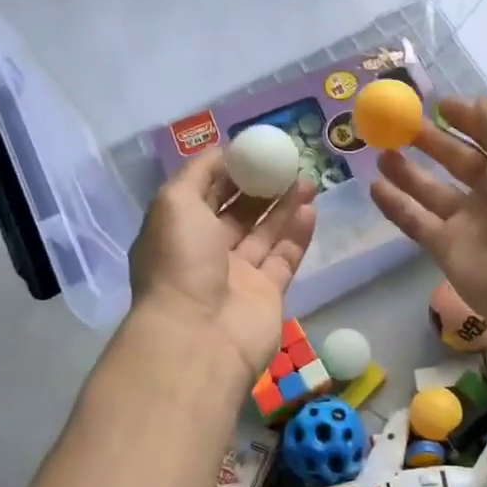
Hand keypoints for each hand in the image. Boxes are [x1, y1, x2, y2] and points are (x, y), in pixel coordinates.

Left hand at [129, 150, 317, 380]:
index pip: (205, 193)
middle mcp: (205, 252)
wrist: (199, 336)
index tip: (257, 150)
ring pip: (265, 232)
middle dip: (262, 185)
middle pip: (238, 211)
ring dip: (285, 205)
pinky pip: (284, 257)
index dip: (230, 170)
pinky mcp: (267, 294)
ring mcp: (238, 275)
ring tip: (308, 180)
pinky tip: (311, 209)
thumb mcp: (174, 202)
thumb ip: (199, 172)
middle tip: (290, 162)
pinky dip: (297, 233)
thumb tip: (225, 152)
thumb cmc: (181, 261)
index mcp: (177, 230)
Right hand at [369, 98, 486, 339]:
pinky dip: (396, 205)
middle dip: (430, 141)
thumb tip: (470, 103)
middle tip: (397, 122)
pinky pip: (416, 222)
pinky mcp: (448, 249)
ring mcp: (472, 222)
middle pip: (458, 161)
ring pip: (433, 191)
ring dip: (407, 171)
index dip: (466, 119)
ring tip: (379, 149)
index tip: (436, 104)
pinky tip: (373, 185)